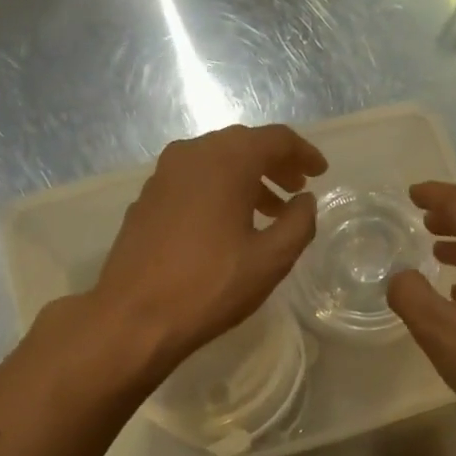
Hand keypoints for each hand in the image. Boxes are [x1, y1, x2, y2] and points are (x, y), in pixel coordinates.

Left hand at [85, 123, 326, 383]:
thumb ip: (299, 223)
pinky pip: (193, 180)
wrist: (134, 316)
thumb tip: (306, 201)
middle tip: (297, 189)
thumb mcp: (271, 260)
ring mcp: (163, 175)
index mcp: (226, 161)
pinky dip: (219, 190)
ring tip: (270, 211)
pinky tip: (228, 223)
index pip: (275, 139)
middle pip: (243, 144)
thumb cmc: (210, 286)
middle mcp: (191, 155)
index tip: (321, 173)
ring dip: (247, 179)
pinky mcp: (147, 199)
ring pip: (215, 161)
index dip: (303, 153)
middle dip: (275, 163)